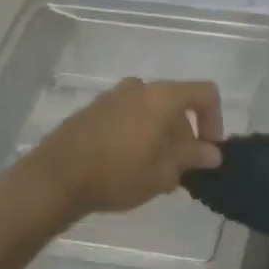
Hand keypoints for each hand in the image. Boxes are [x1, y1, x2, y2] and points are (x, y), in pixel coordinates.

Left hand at [19, 78, 223, 218]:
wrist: (53, 180)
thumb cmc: (117, 173)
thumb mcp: (163, 172)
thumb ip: (192, 158)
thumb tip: (212, 152)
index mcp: (162, 96)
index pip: (205, 93)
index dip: (215, 120)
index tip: (208, 151)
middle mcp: (139, 88)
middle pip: (176, 103)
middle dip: (185, 134)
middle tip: (180, 169)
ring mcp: (112, 97)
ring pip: (151, 111)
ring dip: (161, 136)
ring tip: (154, 171)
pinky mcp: (92, 111)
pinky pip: (128, 116)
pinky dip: (138, 134)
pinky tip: (128, 166)